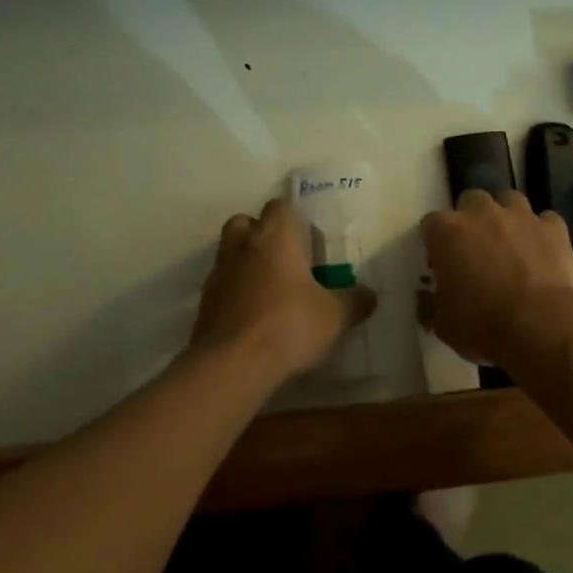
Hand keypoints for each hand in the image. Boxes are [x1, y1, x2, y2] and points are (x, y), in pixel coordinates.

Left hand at [191, 196, 377, 383]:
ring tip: (267, 290)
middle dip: (259, 233)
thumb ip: (354, 302)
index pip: (279, 206)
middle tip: (282, 257)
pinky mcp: (203, 305)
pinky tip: (251, 318)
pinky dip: (233, 295)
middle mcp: (242, 246)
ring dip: (244, 264)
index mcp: (275, 237)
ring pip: (228, 254)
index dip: (292, 217)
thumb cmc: (288, 325)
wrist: (231, 366)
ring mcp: (218, 275)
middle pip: (244, 222)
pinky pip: (220, 288)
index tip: (306, 236)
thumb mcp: (335, 317)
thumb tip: (370, 295)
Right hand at [420, 189, 572, 368]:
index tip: (441, 263)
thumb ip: (429, 305)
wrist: (541, 326)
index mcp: (447, 231)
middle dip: (472, 219)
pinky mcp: (553, 227)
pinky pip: (546, 220)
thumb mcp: (443, 325)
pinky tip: (544, 251)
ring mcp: (520, 215)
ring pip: (509, 201)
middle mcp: (481, 212)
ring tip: (511, 244)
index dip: (436, 243)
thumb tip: (425, 297)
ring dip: (507, 218)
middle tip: (477, 249)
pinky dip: (543, 232)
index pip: (431, 224)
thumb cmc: (482, 325)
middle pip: (471, 201)